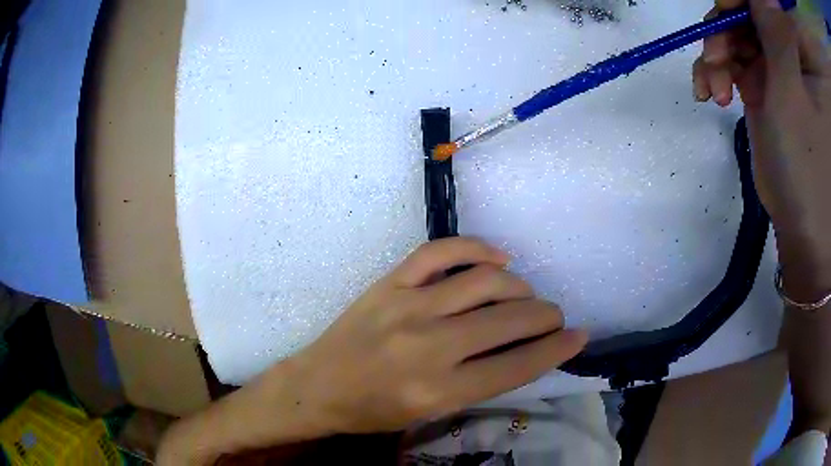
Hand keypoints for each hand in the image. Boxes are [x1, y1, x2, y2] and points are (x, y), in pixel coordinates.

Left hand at [285, 237, 586, 433]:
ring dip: (519, 286)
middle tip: (553, 317)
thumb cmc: (373, 411)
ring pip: (486, 280)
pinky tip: (497, 257)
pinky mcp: (390, 282)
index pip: (518, 364)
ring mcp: (408, 306)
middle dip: (546, 316)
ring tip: (526, 294)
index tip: (579, 336)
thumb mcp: (431, 414)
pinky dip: (477, 247)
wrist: (317, 387)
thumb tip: (524, 351)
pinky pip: (441, 251)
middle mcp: (430, 346)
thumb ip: (479, 384)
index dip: (557, 349)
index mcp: (440, 390)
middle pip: (510, 320)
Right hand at [693, 0, 830, 298]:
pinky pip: (735, 56)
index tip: (725, 9)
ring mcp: (780, 63)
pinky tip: (711, 91)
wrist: (803, 227)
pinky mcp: (767, 81)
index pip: (767, 2)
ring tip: (712, 88)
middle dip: (726, 27)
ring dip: (717, 52)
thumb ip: (774, 27)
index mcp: (800, 51)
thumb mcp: (792, 88)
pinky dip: (717, 69)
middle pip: (749, 10)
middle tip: (715, 58)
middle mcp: (792, 49)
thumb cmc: (809, 164)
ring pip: (738, 30)